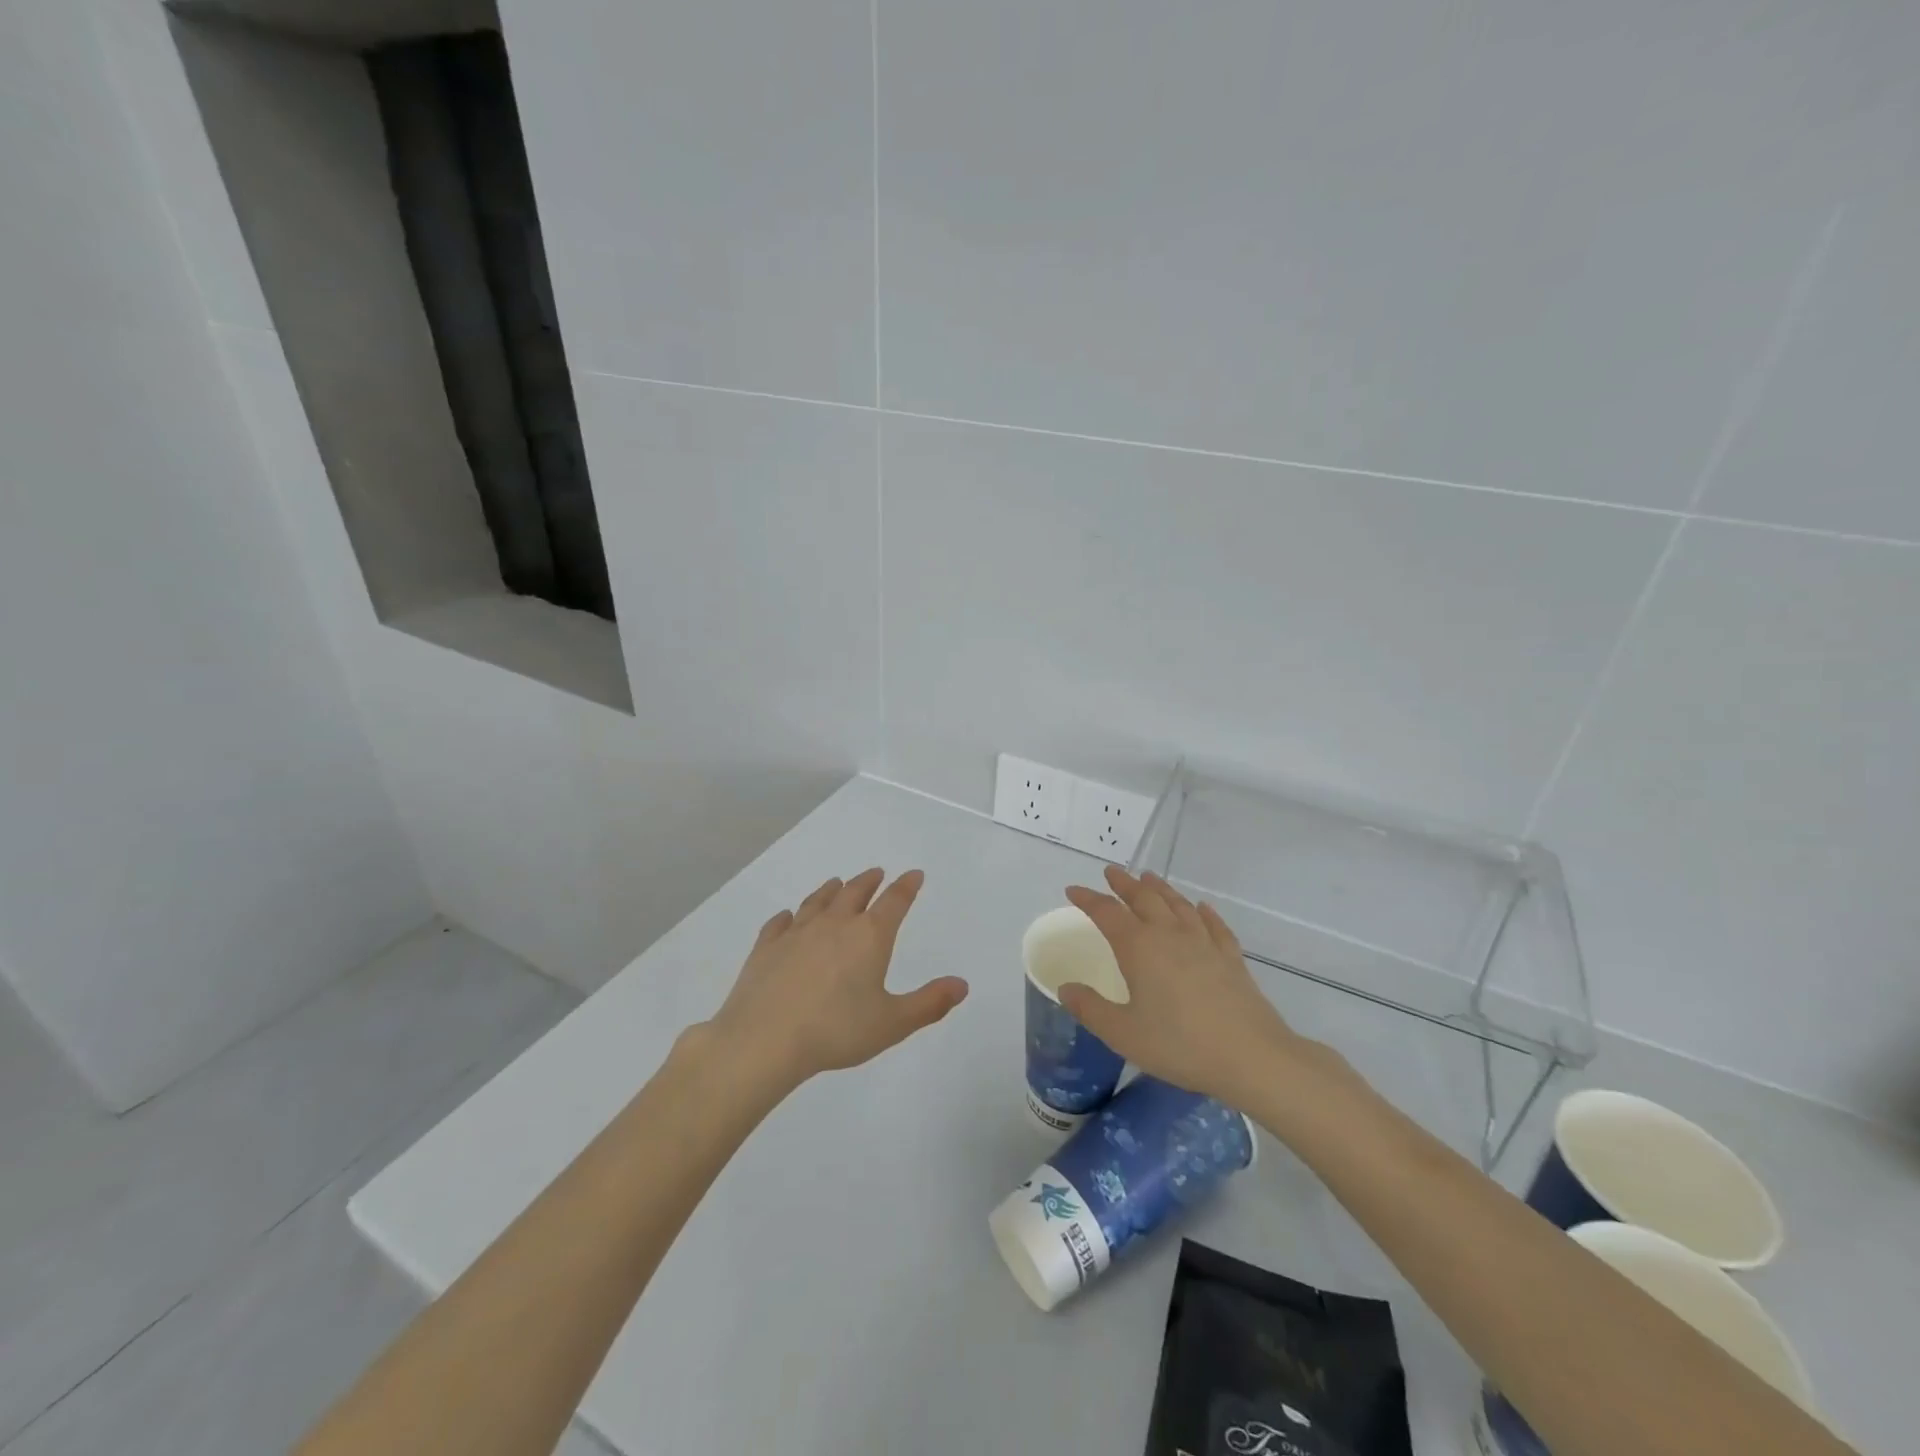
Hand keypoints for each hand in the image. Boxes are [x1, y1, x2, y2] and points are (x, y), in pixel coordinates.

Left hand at [707, 868, 967, 1088]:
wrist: (764, 1040)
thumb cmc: (836, 1031)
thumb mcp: (892, 1023)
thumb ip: (929, 1003)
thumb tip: (962, 984)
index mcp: (869, 937)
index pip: (894, 902)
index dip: (906, 886)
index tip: (914, 874)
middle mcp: (834, 924)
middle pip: (855, 892)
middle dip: (869, 881)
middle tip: (876, 873)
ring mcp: (797, 932)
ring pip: (818, 901)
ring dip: (831, 890)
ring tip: (837, 884)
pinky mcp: (766, 947)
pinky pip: (779, 923)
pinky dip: (788, 916)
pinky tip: (786, 917)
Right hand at [1061, 867, 1303, 1107]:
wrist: (1251, 1056)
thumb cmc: (1180, 1045)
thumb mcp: (1122, 1034)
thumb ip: (1090, 1009)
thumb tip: (1066, 988)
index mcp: (1139, 948)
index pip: (1107, 913)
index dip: (1088, 899)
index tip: (1073, 890)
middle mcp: (1170, 935)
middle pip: (1144, 898)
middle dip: (1124, 884)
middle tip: (1111, 872)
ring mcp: (1204, 943)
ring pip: (1178, 905)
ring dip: (1160, 888)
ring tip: (1149, 877)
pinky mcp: (1231, 958)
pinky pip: (1214, 925)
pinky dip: (1204, 912)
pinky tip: (1202, 908)